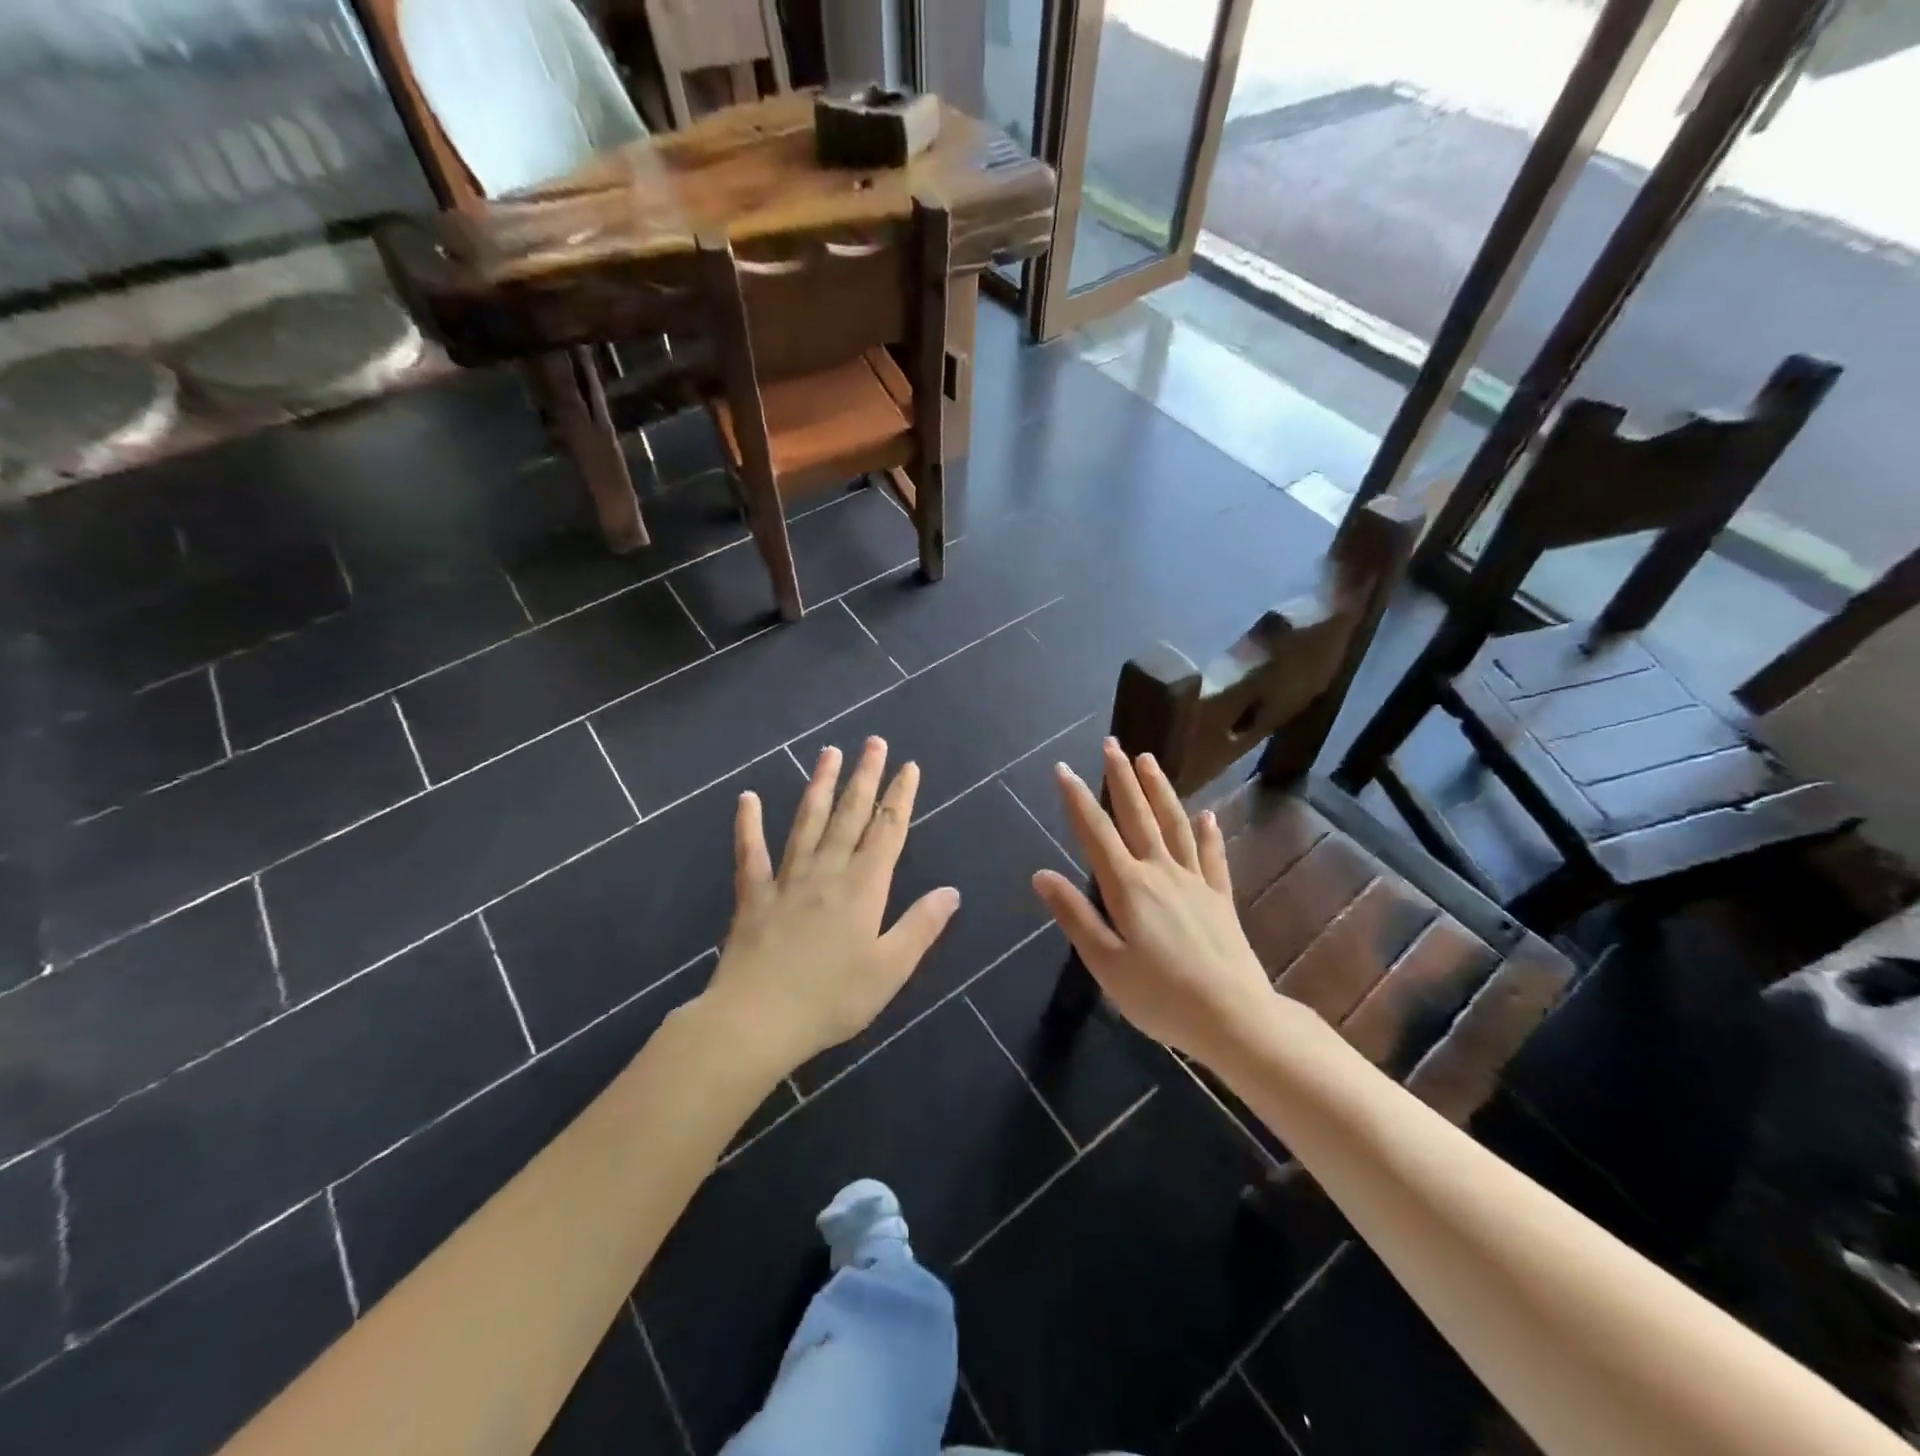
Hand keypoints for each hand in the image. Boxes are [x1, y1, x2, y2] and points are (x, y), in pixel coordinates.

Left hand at [702, 738, 960, 1075]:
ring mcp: (787, 880)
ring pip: (807, 822)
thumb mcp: (890, 969)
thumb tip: (951, 891)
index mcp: (863, 887)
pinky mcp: (753, 896)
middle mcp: (827, 871)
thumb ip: (921, 927)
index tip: (909, 766)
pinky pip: (750, 853)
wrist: (757, 1020)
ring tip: (829, 752)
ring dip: (819, 785)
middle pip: (850, 815)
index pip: (888, 831)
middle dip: (865, 776)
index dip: (900, 796)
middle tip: (873, 741)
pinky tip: (747, 798)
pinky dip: (748, 825)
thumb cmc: (832, 999)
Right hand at [1032, 739, 1274, 1065]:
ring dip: (1160, 790)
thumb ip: (1074, 915)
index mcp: (1128, 887)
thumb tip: (1041, 875)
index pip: (1096, 832)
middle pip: (1138, 816)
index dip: (1077, 799)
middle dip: (1121, 778)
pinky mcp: (1220, 898)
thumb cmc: (1160, 997)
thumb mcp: (1105, 963)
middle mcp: (1161, 872)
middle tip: (1112, 744)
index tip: (1063, 768)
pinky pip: (1212, 856)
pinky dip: (1207, 832)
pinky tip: (1206, 814)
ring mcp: (1195, 882)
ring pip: (1174, 824)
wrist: (1235, 1018)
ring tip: (1148, 759)